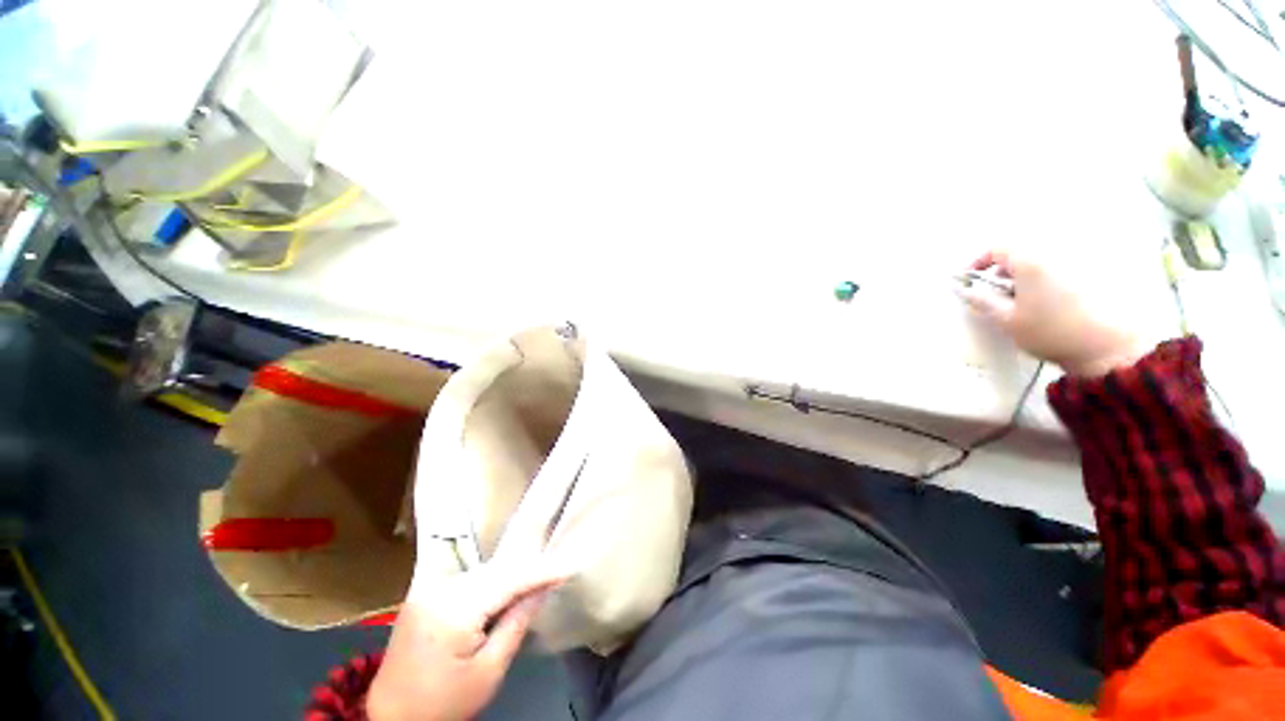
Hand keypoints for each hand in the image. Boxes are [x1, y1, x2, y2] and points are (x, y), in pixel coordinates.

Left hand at [366, 561, 564, 720]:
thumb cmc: (444, 706)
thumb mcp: (488, 672)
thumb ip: (516, 623)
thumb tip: (542, 590)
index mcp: (452, 610)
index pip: (507, 581)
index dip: (539, 573)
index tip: (567, 567)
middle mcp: (438, 591)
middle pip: (494, 572)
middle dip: (526, 572)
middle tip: (555, 574)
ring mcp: (427, 591)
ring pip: (482, 573)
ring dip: (508, 577)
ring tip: (535, 581)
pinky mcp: (422, 596)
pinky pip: (467, 582)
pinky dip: (489, 584)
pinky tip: (504, 591)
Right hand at [959, 250, 1145, 376]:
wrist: (1108, 347)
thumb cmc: (1051, 332)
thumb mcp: (1007, 320)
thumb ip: (983, 301)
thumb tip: (965, 290)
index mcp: (1031, 261)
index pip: (998, 248)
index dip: (979, 261)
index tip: (971, 279)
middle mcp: (1055, 254)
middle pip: (1022, 252)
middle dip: (1003, 270)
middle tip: (997, 293)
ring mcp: (1079, 262)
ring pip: (1042, 261)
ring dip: (1026, 275)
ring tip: (1023, 301)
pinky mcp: (1094, 274)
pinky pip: (1062, 268)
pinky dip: (1047, 279)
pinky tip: (1049, 303)